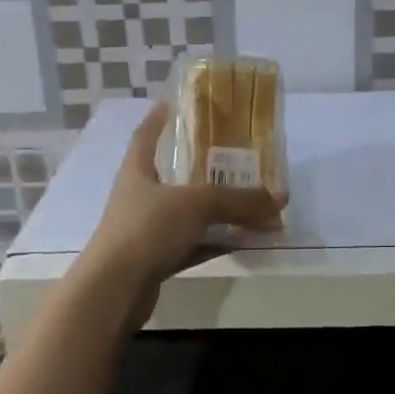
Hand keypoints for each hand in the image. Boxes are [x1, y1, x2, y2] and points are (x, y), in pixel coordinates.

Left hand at [80, 100, 285, 306]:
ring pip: (187, 215)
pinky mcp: (154, 262)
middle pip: (172, 178)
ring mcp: (145, 232)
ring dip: (215, 212)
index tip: (168, 103)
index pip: (144, 137)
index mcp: (137, 173)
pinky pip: (191, 246)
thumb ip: (237, 200)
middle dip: (200, 170)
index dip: (156, 120)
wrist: (114, 289)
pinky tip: (240, 242)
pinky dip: (214, 242)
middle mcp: (138, 199)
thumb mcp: (196, 204)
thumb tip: (280, 198)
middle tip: (230, 157)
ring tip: (247, 204)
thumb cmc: (147, 229)